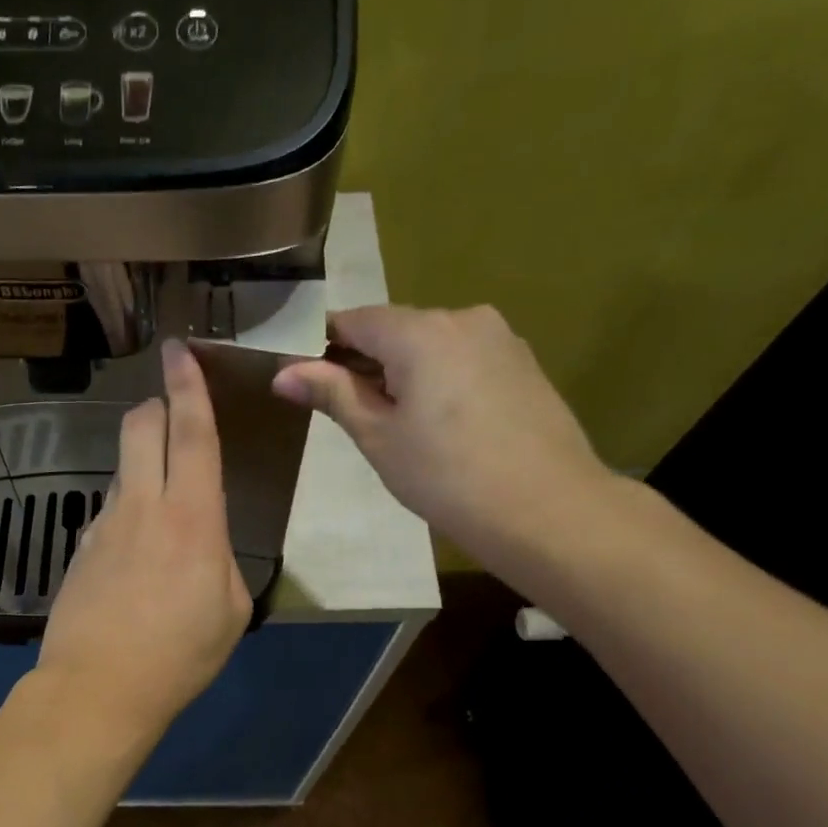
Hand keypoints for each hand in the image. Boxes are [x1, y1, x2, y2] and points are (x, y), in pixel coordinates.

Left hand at [40, 339, 252, 734]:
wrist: (99, 688)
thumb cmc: (180, 654)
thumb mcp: (231, 609)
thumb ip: (222, 559)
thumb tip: (205, 542)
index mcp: (192, 517)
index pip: (192, 432)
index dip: (188, 386)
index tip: (179, 350)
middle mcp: (143, 506)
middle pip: (141, 428)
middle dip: (155, 406)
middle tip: (169, 412)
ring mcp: (103, 525)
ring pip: (122, 469)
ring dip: (142, 467)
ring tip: (161, 511)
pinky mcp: (80, 549)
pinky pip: (108, 513)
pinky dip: (126, 514)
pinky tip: (134, 558)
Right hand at [272, 305, 620, 581]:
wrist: (545, 508)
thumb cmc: (445, 476)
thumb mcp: (377, 436)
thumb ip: (332, 394)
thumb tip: (282, 373)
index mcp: (419, 332)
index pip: (354, 320)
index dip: (322, 344)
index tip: (304, 376)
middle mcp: (462, 318)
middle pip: (395, 329)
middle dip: (365, 360)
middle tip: (347, 410)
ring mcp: (500, 338)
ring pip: (431, 344)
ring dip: (403, 371)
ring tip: (396, 424)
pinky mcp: (522, 363)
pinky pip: (463, 358)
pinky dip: (439, 378)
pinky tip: (440, 423)